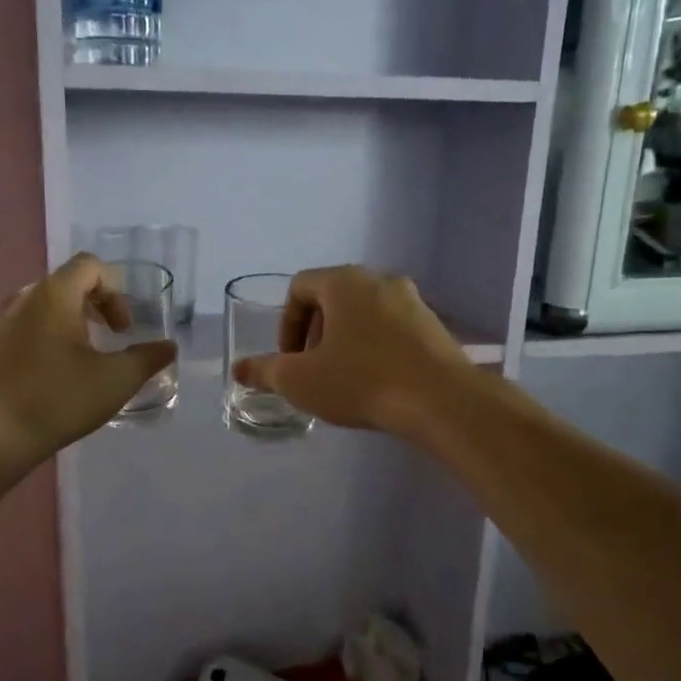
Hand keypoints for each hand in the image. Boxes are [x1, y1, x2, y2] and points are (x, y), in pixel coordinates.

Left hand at [0, 254, 176, 466]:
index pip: (89, 266)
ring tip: (76, 362)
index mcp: (52, 295)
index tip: (121, 329)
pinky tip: (43, 380)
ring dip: (64, 325)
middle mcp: (19, 298)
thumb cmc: (57, 400)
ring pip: (38, 309)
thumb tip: (167, 347)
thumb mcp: (115, 381)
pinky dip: (37, 342)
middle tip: (106, 341)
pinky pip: (15, 331)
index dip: (115, 291)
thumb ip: (146, 359)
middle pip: (63, 285)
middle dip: (92, 308)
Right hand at [230, 266, 476, 433]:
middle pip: (333, 299)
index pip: (300, 287)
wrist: (441, 400)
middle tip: (312, 370)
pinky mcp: (435, 327)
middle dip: (315, 334)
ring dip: (346, 342)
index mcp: (344, 282)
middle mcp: (380, 280)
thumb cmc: (361, 380)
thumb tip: (239, 369)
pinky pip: (392, 330)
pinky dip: (376, 349)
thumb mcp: (300, 380)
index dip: (286, 323)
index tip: (289, 359)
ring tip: (344, 379)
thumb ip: (265, 371)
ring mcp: (413, 301)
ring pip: (365, 315)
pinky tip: (377, 384)